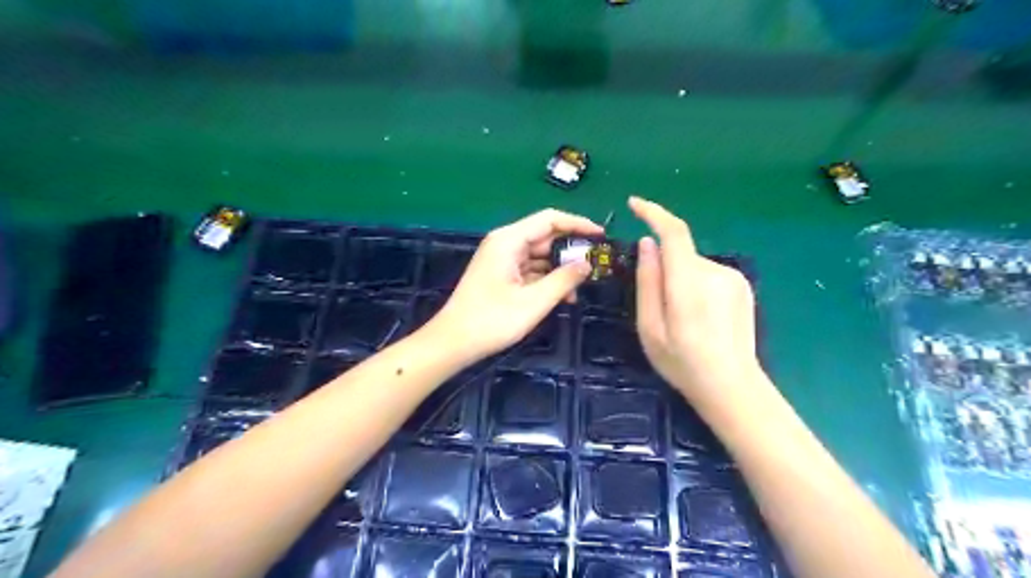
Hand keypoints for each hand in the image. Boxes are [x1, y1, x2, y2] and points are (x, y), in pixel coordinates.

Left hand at [427, 207, 606, 361]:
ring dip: (560, 270)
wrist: (453, 342)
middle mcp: (505, 243)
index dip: (578, 224)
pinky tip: (561, 297)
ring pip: (539, 256)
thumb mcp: (534, 301)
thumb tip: (587, 264)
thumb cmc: (492, 320)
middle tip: (596, 266)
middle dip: (570, 251)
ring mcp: (502, 259)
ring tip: (579, 289)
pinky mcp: (501, 275)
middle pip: (545, 237)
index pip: (550, 220)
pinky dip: (546, 280)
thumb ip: (564, 280)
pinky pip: (530, 270)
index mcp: (509, 240)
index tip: (602, 236)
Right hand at [624, 197, 758, 404]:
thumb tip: (647, 244)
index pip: (673, 232)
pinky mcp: (743, 286)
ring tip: (682, 319)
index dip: (653, 213)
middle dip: (664, 268)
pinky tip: (701, 317)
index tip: (634, 205)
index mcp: (688, 283)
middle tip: (658, 308)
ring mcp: (733, 278)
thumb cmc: (682, 362)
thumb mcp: (649, 327)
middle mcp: (714, 272)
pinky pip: (708, 274)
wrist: (732, 386)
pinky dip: (696, 286)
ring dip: (680, 280)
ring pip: (693, 265)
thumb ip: (647, 281)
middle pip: (680, 254)